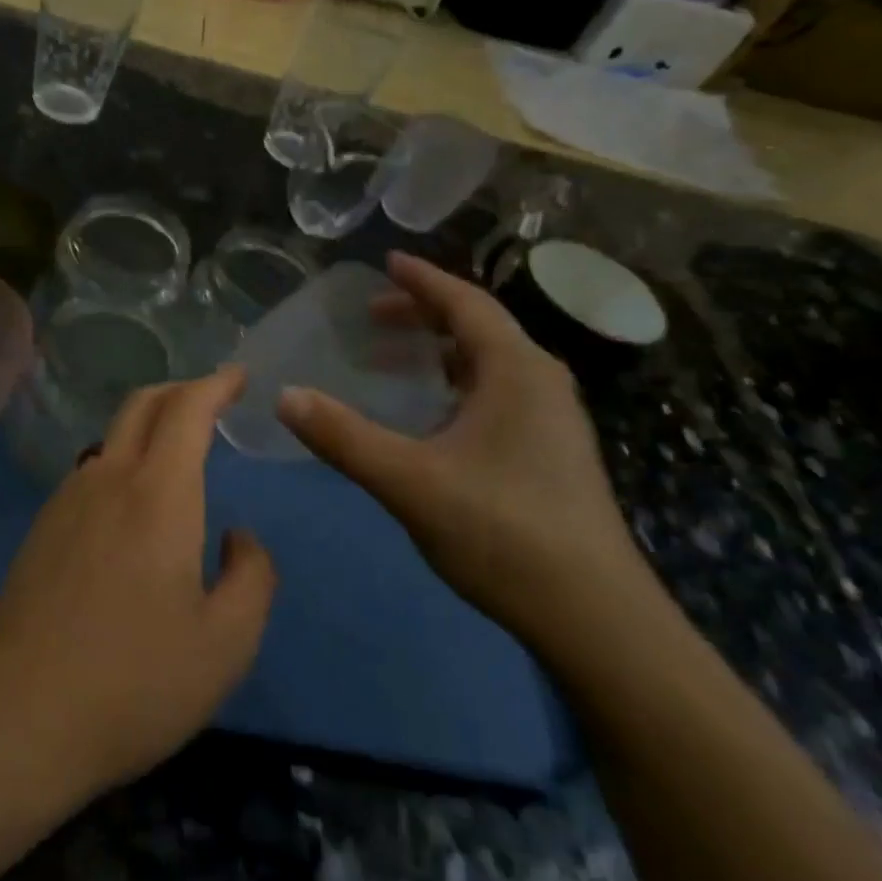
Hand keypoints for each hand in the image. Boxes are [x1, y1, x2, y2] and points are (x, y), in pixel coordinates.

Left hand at [0, 367, 276, 796]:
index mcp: (159, 493)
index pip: (188, 409)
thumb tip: (238, 537)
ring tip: (176, 450)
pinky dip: (122, 460)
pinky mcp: (41, 529)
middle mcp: (108, 478)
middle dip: (181, 390)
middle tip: (211, 398)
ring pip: (111, 436)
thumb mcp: (226, 643)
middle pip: (142, 405)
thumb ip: (252, 577)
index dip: (215, 383)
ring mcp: (66, 501)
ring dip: (148, 426)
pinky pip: (90, 471)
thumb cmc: (134, 680)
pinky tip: (131, 503)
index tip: (238, 375)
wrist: (18, 715)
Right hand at [277, 251, 653, 653]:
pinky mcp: (551, 453)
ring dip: (438, 352)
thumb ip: (344, 436)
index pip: (465, 303)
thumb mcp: (409, 481)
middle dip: (423, 315)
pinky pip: (497, 394)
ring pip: (488, 364)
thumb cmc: (503, 532)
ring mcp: (552, 420)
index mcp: (516, 371)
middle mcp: (541, 383)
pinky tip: (429, 415)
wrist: (595, 618)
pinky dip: (455, 385)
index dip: (423, 280)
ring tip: (391, 360)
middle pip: (478, 328)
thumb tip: (285, 395)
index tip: (387, 262)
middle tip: (371, 317)